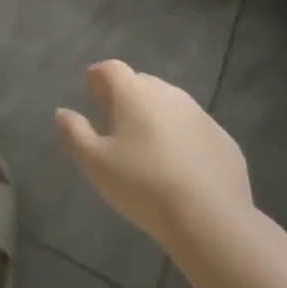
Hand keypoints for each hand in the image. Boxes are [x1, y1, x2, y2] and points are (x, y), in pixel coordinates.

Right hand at [57, 60, 252, 247]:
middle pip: (141, 83)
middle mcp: (167, 93)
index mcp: (134, 92)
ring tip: (149, 149)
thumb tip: (63, 113)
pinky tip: (181, 170)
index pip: (110, 68)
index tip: (92, 94)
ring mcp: (200, 115)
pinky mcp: (224, 140)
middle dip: (127, 97)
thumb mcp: (95, 163)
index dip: (98, 78)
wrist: (211, 219)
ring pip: (171, 106)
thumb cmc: (143, 185)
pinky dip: (184, 140)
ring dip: (157, 118)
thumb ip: (74, 133)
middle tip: (117, 125)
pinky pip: (196, 131)